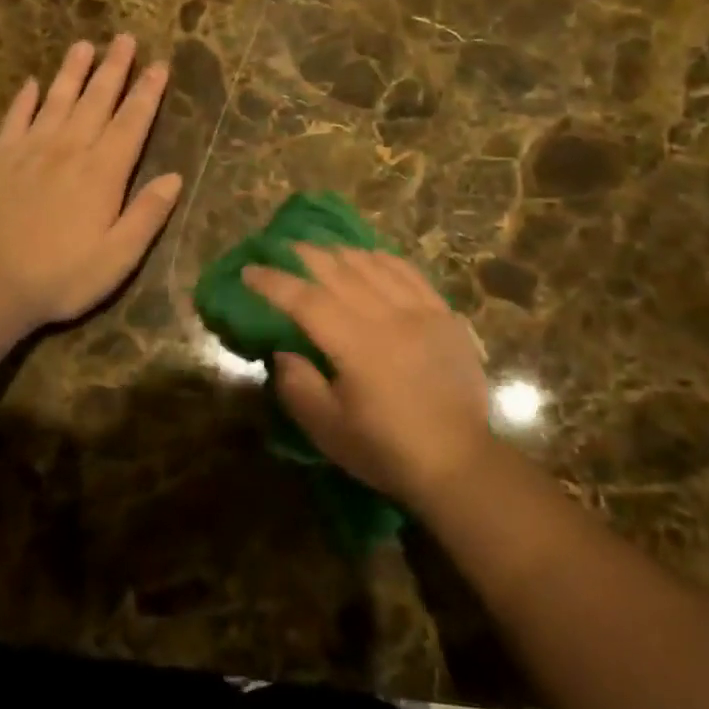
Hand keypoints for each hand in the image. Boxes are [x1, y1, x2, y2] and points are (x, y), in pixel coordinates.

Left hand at [0, 36, 182, 327]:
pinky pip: (15, 118)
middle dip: (114, 68)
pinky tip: (32, 83)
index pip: (132, 122)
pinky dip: (25, 99)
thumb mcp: (119, 256)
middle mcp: (70, 149)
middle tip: (125, 38)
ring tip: (84, 45)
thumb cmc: (62, 275)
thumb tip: (175, 177)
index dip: (148, 93)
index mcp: (104, 172)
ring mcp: (31, 150)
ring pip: (58, 100)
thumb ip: (147, 214)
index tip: (160, 65)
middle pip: (97, 100)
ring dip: (73, 71)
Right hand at [241, 245, 492, 506]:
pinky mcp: (445, 315)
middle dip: (306, 255)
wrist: (459, 461)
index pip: (305, 300)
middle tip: (283, 248)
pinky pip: (411, 274)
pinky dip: (386, 260)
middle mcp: (387, 316)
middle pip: (340, 271)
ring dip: (344, 254)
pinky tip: (374, 257)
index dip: (274, 282)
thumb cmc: (387, 449)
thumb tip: (283, 352)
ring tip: (324, 250)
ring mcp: (421, 311)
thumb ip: (298, 386)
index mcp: (355, 343)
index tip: (249, 270)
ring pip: (375, 266)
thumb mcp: (328, 430)